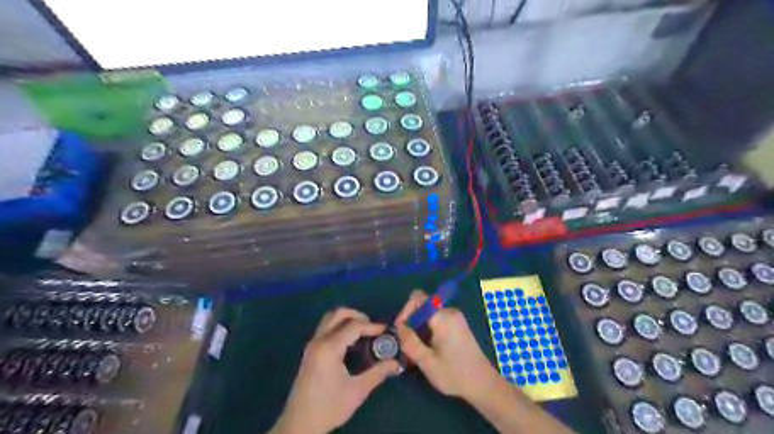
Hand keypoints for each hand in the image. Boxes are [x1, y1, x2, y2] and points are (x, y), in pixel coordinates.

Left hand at [270, 309, 402, 433]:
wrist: (299, 425)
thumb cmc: (329, 407)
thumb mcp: (357, 391)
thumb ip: (378, 373)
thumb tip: (396, 363)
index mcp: (329, 348)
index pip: (354, 326)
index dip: (372, 326)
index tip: (387, 331)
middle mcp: (318, 340)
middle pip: (338, 314)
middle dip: (357, 315)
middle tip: (372, 327)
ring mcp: (312, 345)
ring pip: (330, 319)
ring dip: (347, 320)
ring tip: (363, 333)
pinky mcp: (310, 351)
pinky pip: (326, 328)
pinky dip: (339, 327)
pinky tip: (350, 342)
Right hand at [393, 290, 501, 400]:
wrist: (483, 384)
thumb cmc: (454, 374)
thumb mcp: (427, 362)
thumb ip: (410, 342)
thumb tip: (398, 327)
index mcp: (443, 317)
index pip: (418, 298)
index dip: (405, 311)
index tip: (400, 330)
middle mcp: (450, 312)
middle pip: (423, 306)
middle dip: (411, 322)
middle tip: (405, 343)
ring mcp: (455, 318)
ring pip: (428, 314)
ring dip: (419, 328)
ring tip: (415, 349)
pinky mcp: (457, 325)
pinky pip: (437, 320)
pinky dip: (428, 330)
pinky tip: (427, 348)